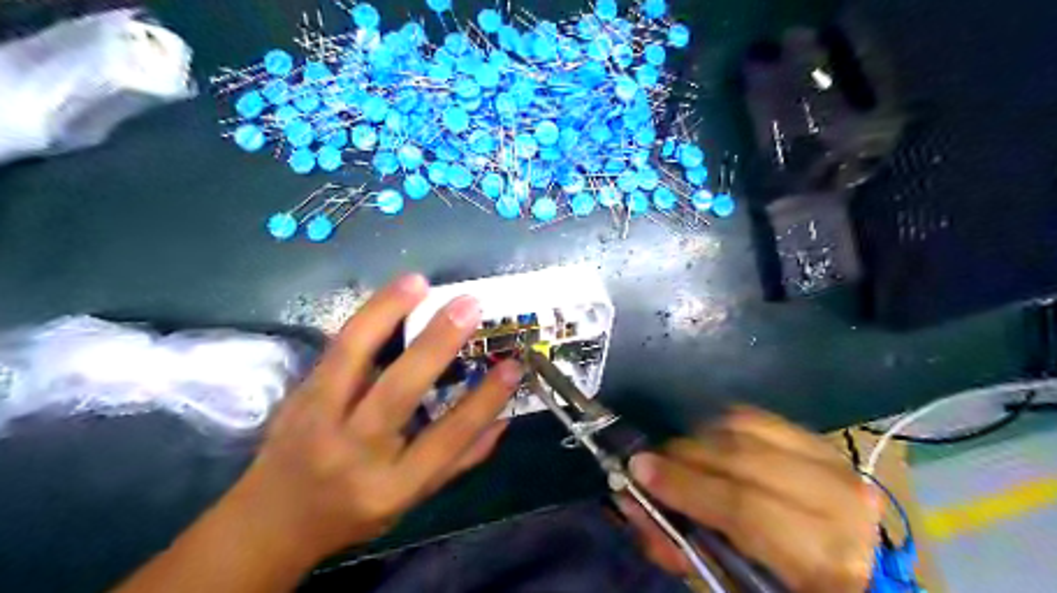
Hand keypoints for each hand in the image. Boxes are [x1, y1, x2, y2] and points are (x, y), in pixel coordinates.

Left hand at [228, 273, 518, 565]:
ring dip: (386, 312)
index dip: (484, 401)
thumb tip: (503, 420)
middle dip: (436, 344)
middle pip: (397, 392)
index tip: (512, 366)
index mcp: (392, 485)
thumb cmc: (355, 511)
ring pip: (351, 357)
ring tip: (418, 282)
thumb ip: (459, 460)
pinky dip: (366, 317)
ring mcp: (318, 420)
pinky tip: (390, 295)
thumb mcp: (413, 498)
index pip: (447, 439)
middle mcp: (353, 452)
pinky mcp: (298, 395)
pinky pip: (335, 348)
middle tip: (468, 306)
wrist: (271, 521)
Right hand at [620, 409, 884, 592]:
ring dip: (700, 438)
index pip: (744, 507)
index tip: (639, 470)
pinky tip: (708, 443)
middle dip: (684, 455)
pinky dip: (721, 425)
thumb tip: (632, 502)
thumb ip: (681, 546)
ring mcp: (832, 461)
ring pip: (747, 428)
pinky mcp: (820, 442)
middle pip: (742, 457)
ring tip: (678, 457)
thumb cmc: (785, 587)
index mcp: (825, 558)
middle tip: (649, 461)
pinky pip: (757, 417)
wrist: (851, 570)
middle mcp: (838, 500)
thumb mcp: (732, 584)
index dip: (686, 485)